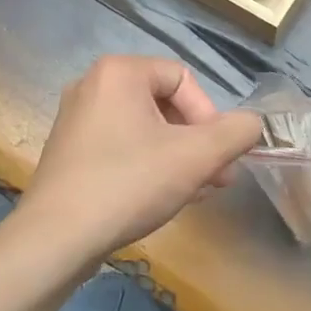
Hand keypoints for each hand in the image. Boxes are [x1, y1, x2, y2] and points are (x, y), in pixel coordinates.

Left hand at [8, 56, 260, 284]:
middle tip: (214, 179)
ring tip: (194, 192)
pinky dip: (147, 164)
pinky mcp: (68, 150)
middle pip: (164, 103)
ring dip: (177, 156)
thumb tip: (254, 124)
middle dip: (196, 141)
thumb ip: (235, 133)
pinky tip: (160, 198)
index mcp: (119, 72)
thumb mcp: (196, 157)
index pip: (183, 79)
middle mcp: (92, 85)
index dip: (209, 117)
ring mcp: (76, 119)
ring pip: (144, 128)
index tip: (217, 158)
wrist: (55, 239)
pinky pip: (120, 145)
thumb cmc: (128, 184)